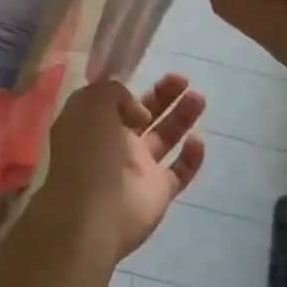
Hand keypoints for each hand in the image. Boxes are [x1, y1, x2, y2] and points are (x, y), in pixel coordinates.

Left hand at [37, 75, 205, 260]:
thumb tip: (139, 111)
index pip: (113, 100)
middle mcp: (114, 143)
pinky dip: (191, 157)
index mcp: (92, 123)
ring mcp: (138, 167)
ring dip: (182, 117)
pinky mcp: (158, 190)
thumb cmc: (88, 152)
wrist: (93, 213)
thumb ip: (115, 93)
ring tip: (199, 97)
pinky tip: (197, 140)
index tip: (146, 73)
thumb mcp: (90, 104)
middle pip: (144, 114)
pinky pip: (180, 170)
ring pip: (164, 137)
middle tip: (183, 79)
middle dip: (163, 96)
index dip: (130, 87)